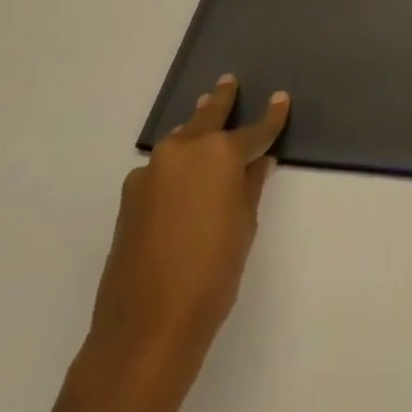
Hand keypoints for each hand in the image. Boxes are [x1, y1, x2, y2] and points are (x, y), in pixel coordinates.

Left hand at [88, 76, 290, 371]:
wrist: (145, 329)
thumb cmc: (211, 275)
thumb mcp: (244, 227)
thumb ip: (250, 187)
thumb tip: (257, 163)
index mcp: (220, 154)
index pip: (255, 130)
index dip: (272, 116)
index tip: (281, 99)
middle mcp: (184, 151)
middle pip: (208, 117)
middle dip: (222, 100)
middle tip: (228, 82)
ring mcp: (151, 172)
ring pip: (180, 139)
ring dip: (194, 128)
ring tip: (204, 116)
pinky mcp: (130, 197)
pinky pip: (160, 168)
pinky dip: (174, 164)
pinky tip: (179, 176)